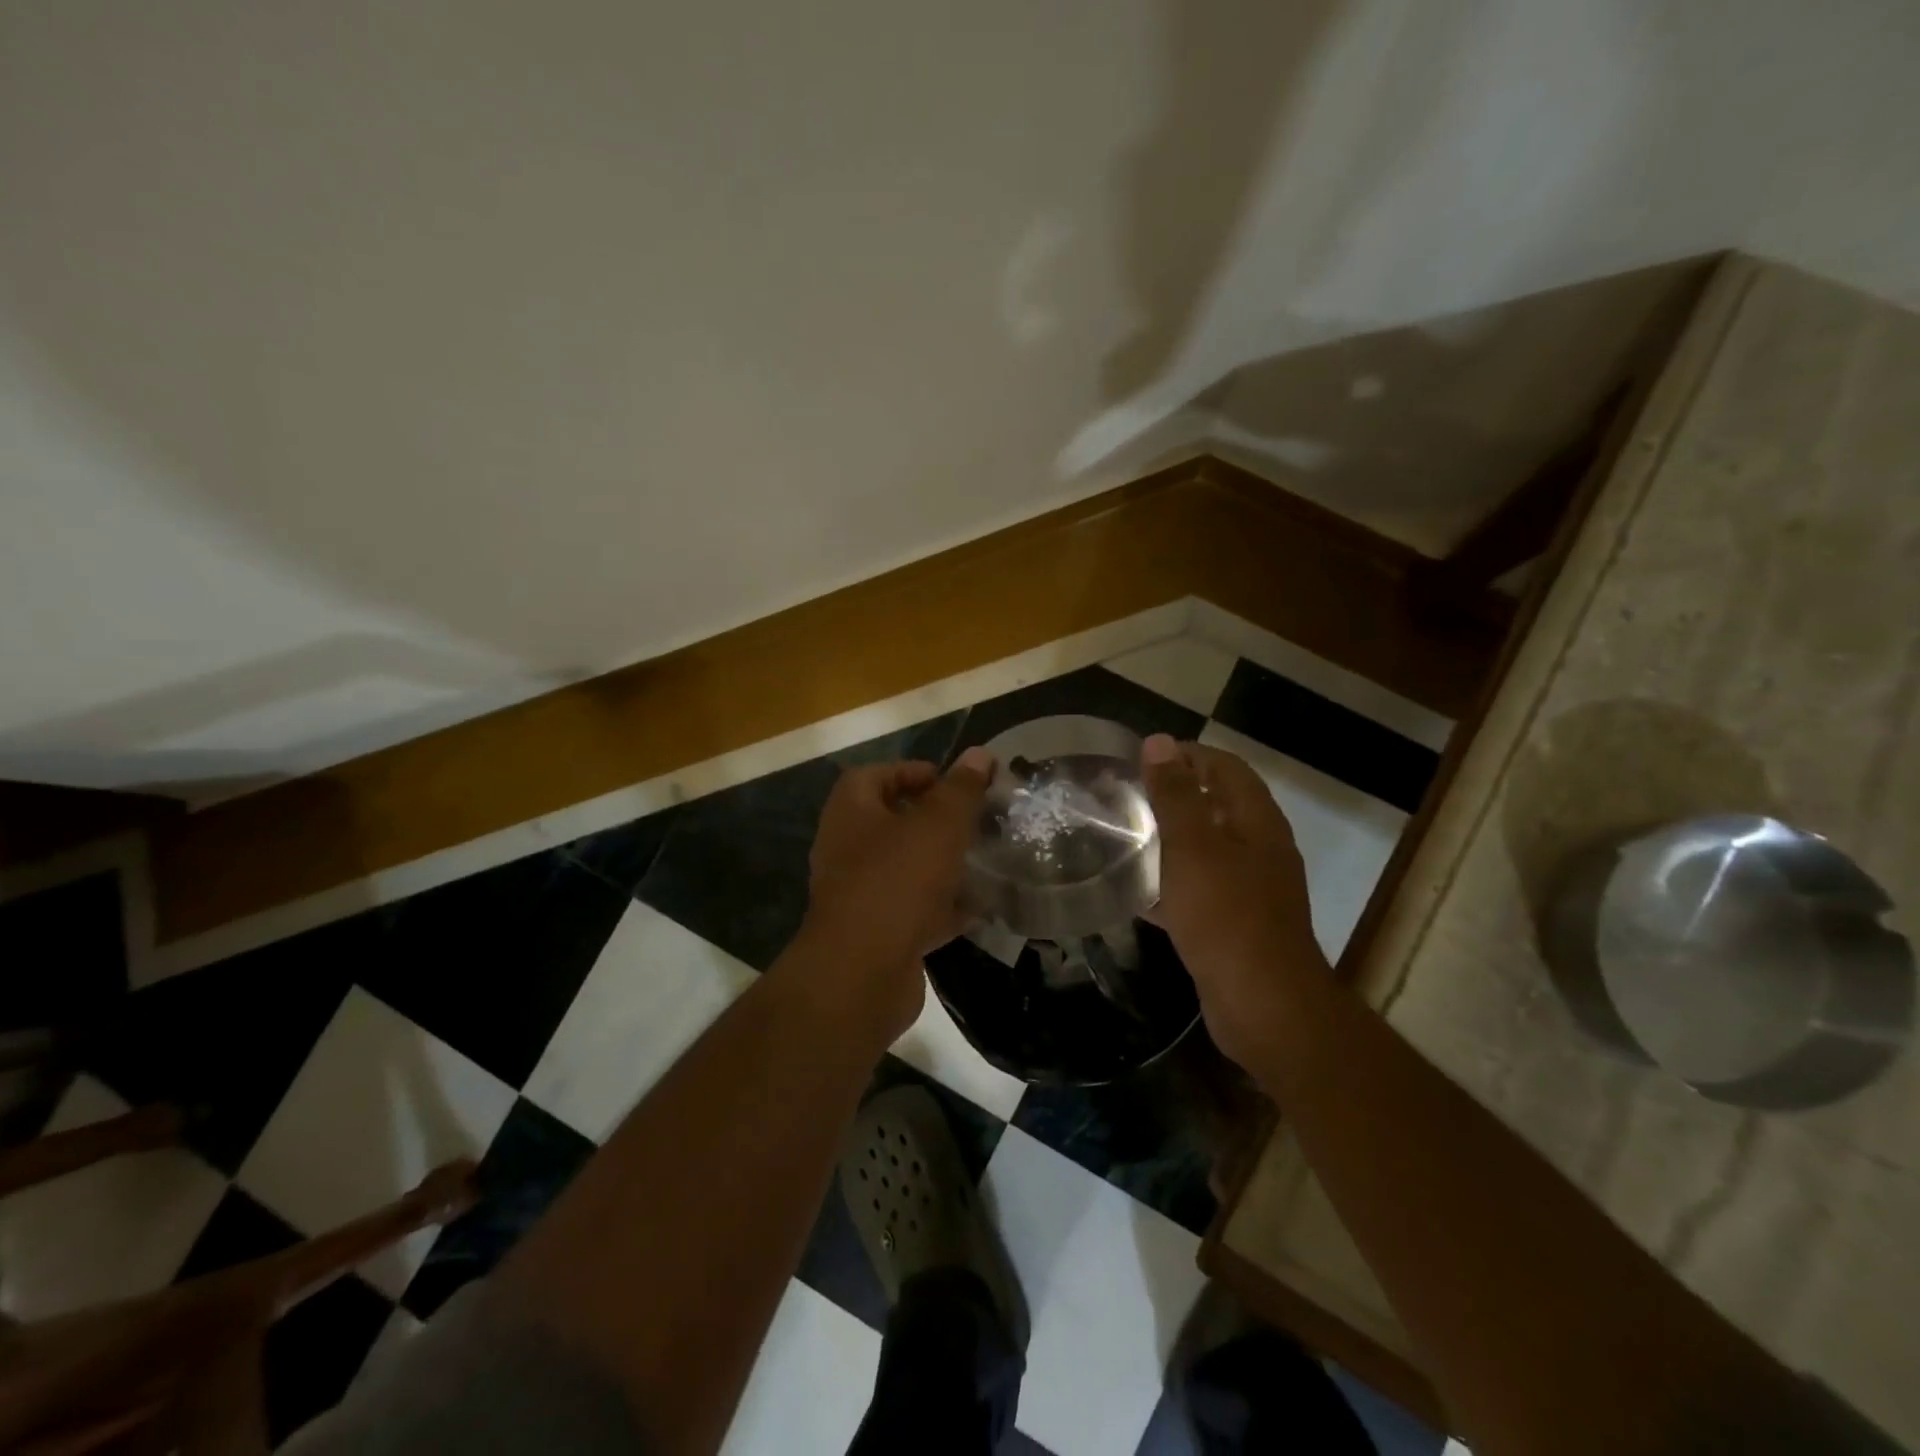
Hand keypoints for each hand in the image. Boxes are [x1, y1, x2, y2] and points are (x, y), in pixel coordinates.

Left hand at [796, 747, 993, 1034]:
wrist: (862, 974)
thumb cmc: (897, 881)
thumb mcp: (938, 825)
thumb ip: (960, 789)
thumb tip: (980, 754)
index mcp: (850, 813)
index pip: (873, 776)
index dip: (910, 771)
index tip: (950, 782)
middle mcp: (846, 850)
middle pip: (890, 822)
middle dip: (933, 820)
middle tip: (973, 820)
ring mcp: (859, 895)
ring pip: (905, 869)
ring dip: (941, 863)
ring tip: (983, 859)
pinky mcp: (877, 934)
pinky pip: (913, 910)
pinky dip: (943, 907)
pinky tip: (980, 907)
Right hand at [1141, 734, 1327, 1066]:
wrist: (1263, 1005)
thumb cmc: (1227, 915)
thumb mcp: (1194, 847)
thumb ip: (1175, 794)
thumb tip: (1160, 742)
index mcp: (1257, 822)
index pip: (1225, 767)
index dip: (1186, 755)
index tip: (1139, 759)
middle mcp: (1260, 849)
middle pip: (1216, 806)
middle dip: (1173, 796)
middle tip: (1125, 796)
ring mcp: (1250, 889)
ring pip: (1205, 849)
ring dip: (1170, 839)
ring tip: (1123, 836)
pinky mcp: (1234, 924)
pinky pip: (1199, 890)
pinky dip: (1170, 883)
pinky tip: (1136, 891)